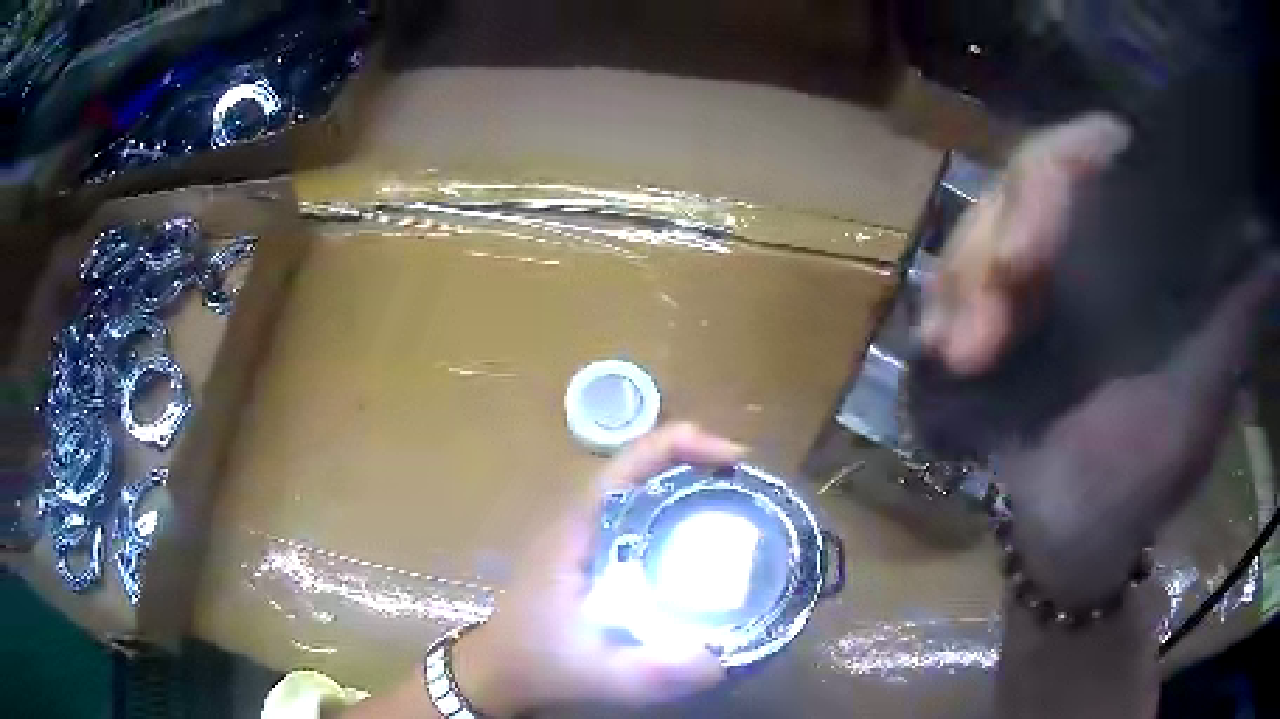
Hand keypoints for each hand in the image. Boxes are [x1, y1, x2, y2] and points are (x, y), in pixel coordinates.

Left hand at [451, 423, 745, 716]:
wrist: (501, 671)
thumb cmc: (539, 663)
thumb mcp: (597, 674)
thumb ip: (652, 673)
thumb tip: (721, 660)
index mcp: (580, 528)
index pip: (631, 461)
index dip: (683, 444)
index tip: (734, 461)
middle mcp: (586, 519)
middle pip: (646, 467)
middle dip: (700, 464)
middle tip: (753, 489)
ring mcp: (590, 535)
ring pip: (647, 490)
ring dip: (692, 486)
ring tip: (743, 509)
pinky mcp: (597, 553)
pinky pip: (644, 518)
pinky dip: (679, 515)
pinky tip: (707, 547)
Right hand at [921, 113, 1278, 601]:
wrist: (1073, 532)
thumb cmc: (1142, 474)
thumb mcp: (1201, 391)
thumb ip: (1233, 315)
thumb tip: (1265, 243)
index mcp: (1144, 246)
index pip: (1097, 153)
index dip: (1061, 172)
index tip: (1033, 251)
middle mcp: (1090, 240)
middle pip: (1025, 180)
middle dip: (996, 244)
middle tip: (980, 330)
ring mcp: (1038, 272)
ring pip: (980, 227)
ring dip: (961, 286)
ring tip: (958, 356)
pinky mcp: (995, 310)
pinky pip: (952, 278)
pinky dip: (938, 305)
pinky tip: (935, 345)